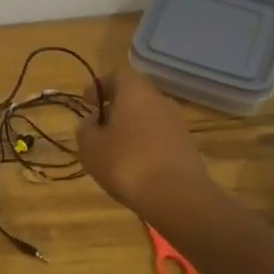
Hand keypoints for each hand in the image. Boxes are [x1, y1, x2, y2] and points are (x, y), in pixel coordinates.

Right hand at [77, 67, 210, 215]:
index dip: (100, 86)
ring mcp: (177, 124)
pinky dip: (146, 145)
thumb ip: (86, 129)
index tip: (87, 102)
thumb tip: (92, 121)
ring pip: (148, 117)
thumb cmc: (127, 163)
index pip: (117, 75)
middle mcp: (159, 100)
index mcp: (134, 91)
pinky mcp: (188, 147)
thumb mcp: (91, 147)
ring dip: (131, 128)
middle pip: (134, 96)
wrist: (179, 198)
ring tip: (115, 151)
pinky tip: (136, 167)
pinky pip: (160, 137)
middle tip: (99, 128)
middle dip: (115, 108)